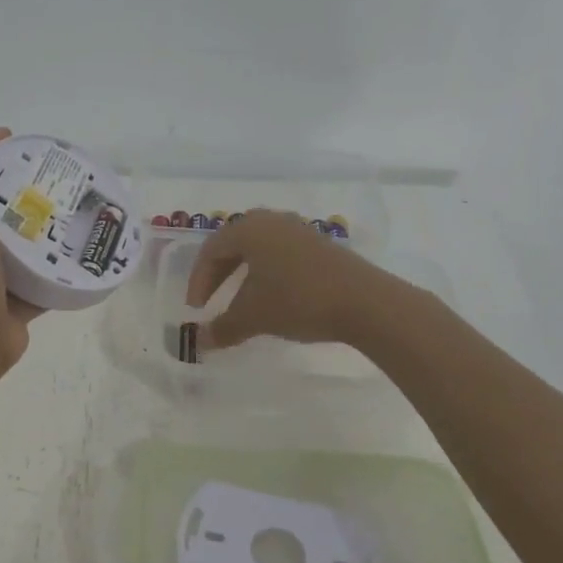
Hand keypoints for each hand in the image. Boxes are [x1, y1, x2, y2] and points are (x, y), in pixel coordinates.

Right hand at [185, 209, 376, 350]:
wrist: (366, 302)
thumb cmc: (298, 300)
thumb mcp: (254, 317)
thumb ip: (223, 328)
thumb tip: (200, 342)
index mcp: (249, 229)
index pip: (210, 251)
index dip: (198, 280)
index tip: (196, 309)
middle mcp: (272, 221)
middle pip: (233, 244)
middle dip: (218, 274)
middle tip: (210, 301)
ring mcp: (299, 230)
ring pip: (259, 249)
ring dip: (243, 274)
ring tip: (240, 300)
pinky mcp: (320, 245)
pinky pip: (281, 253)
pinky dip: (267, 273)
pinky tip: (273, 297)